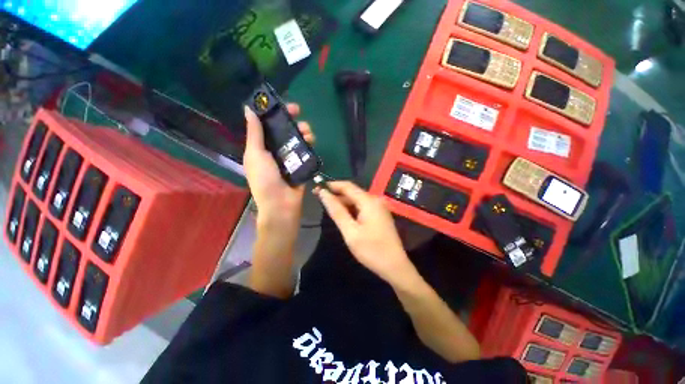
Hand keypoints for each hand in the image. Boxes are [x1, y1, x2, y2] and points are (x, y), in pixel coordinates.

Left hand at [243, 104, 314, 227]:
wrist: (281, 204)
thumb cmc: (265, 179)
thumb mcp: (256, 155)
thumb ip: (254, 133)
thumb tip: (249, 109)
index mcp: (261, 148)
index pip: (267, 126)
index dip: (275, 114)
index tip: (284, 106)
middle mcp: (275, 151)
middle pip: (285, 132)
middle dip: (292, 122)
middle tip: (300, 118)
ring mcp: (289, 159)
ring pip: (297, 140)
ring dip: (303, 132)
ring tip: (308, 133)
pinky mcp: (301, 165)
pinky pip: (305, 151)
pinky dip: (309, 145)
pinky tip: (312, 142)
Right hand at [315, 181, 414, 284]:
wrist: (395, 266)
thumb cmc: (371, 250)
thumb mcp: (350, 231)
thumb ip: (337, 211)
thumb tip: (323, 193)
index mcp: (369, 201)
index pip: (347, 186)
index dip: (331, 185)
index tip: (317, 187)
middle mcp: (375, 200)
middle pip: (352, 192)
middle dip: (336, 194)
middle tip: (319, 198)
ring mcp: (379, 207)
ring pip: (357, 200)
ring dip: (343, 202)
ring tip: (327, 206)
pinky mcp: (379, 214)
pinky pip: (362, 206)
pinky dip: (351, 208)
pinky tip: (342, 214)